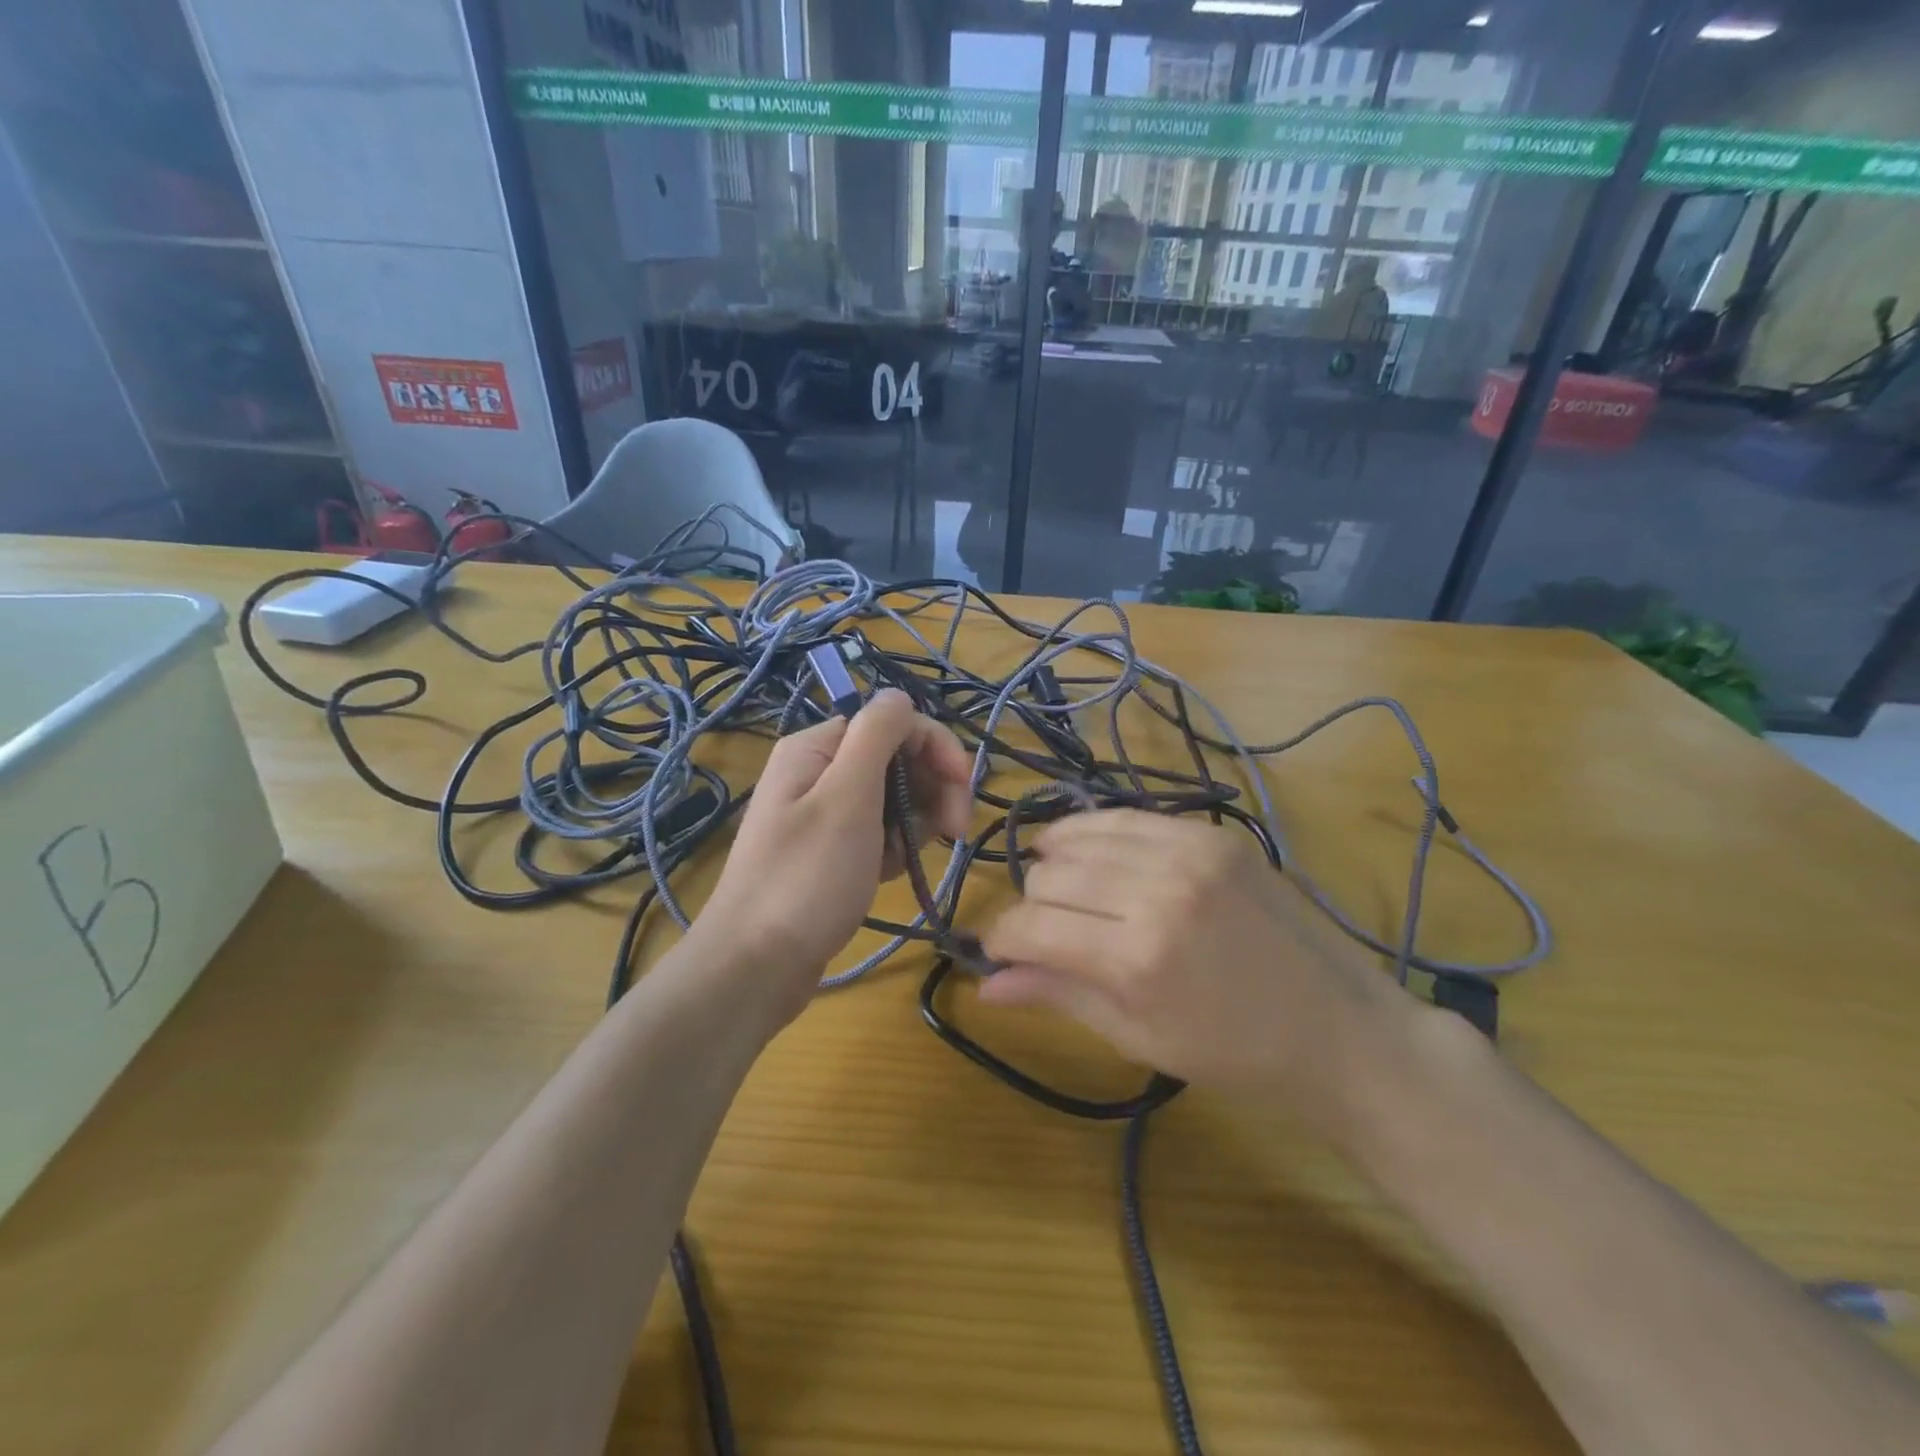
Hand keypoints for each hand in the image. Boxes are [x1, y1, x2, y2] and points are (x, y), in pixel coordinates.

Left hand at [695, 689, 971, 1025]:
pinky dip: (892, 848)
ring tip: (910, 859)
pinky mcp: (827, 851)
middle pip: (895, 759)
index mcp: (818, 748)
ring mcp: (821, 813)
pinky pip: (876, 832)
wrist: (754, 966)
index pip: (894, 724)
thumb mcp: (847, 798)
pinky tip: (891, 873)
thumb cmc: (806, 879)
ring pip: (891, 798)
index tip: (963, 794)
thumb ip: (876, 735)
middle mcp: (817, 771)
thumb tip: (900, 694)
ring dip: (914, 822)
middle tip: (952, 833)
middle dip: (931, 789)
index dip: (936, 751)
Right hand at [978, 809, 1416, 1111]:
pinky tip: (1095, 857)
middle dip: (1031, 907)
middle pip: (1049, 876)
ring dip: (1057, 864)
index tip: (999, 952)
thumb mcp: (1137, 1036)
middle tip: (1045, 933)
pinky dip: (1096, 836)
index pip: (1030, 926)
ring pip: (1079, 836)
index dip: (1001, 939)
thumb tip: (985, 984)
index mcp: (1136, 957)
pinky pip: (1125, 817)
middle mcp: (1157, 890)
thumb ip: (1057, 994)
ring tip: (1064, 890)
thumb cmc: (1233, 1052)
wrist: (1337, 1025)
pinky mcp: (1211, 833)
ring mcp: (1188, 851)